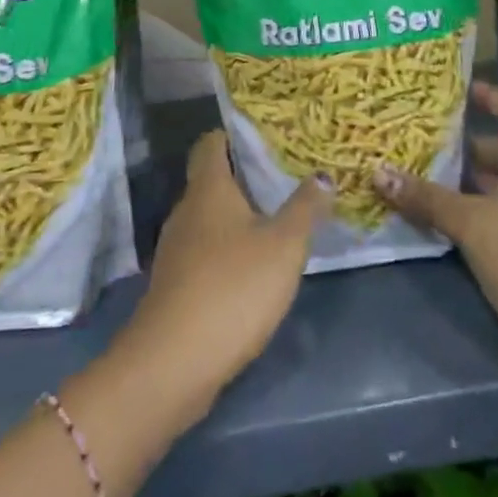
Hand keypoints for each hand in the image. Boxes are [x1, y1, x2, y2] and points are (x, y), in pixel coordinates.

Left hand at [119, 131, 329, 424]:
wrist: (174, 362)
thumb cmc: (234, 287)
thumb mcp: (284, 246)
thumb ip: (305, 209)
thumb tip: (323, 175)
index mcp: (208, 188)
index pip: (211, 143)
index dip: (233, 135)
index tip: (264, 136)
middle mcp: (186, 210)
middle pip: (210, 180)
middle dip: (242, 177)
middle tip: (283, 177)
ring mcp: (176, 249)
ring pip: (207, 218)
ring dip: (236, 217)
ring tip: (274, 219)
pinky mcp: (175, 284)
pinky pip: (203, 252)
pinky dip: (226, 250)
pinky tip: (252, 266)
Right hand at [373, 82, 497, 383]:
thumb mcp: (473, 224)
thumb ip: (427, 198)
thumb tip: (377, 172)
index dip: (496, 98)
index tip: (467, 89)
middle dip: (469, 143)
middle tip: (426, 136)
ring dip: (468, 180)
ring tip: (423, 173)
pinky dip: (474, 211)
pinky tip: (443, 219)